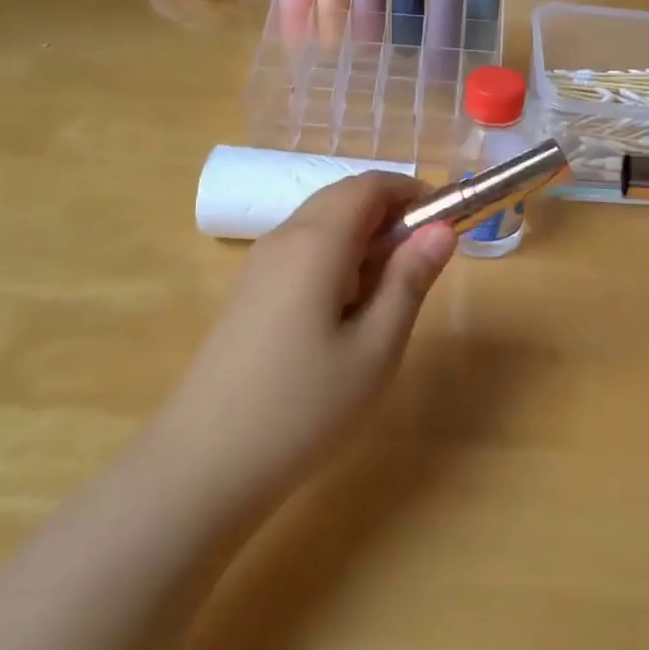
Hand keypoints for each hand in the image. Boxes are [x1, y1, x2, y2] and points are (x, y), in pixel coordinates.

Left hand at [159, 172, 455, 516]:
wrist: (204, 464)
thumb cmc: (303, 407)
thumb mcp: (375, 348)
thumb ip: (410, 280)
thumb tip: (442, 229)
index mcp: (317, 241)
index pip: (370, 185)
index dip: (412, 191)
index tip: (444, 224)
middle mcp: (285, 237)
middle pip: (344, 197)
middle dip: (390, 213)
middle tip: (421, 263)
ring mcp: (260, 263)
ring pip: (322, 222)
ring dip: (363, 236)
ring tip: (386, 293)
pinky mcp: (250, 290)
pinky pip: (302, 249)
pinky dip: (336, 256)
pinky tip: (345, 311)